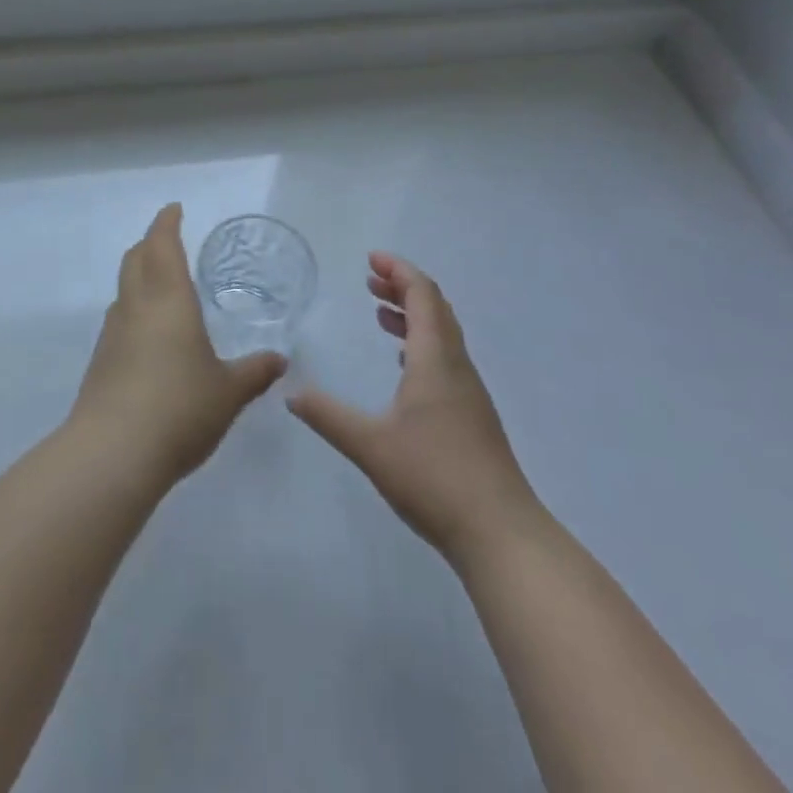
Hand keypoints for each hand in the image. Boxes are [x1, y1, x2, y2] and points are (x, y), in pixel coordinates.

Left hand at [69, 204, 286, 486]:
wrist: (113, 453)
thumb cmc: (180, 407)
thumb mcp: (229, 391)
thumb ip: (254, 372)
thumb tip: (280, 360)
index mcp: (169, 299)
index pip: (162, 244)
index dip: (167, 223)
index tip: (174, 209)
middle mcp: (136, 307)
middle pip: (136, 259)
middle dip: (150, 243)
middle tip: (168, 241)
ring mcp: (113, 334)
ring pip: (124, 290)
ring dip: (139, 277)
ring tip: (162, 287)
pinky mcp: (100, 362)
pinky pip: (119, 321)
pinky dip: (134, 311)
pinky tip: (150, 337)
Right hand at [288, 253, 543, 566]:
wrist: (501, 534)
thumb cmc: (435, 478)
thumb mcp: (370, 445)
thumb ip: (328, 416)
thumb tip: (291, 393)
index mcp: (436, 360)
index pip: (422, 295)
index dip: (399, 271)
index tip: (371, 259)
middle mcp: (456, 366)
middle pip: (435, 309)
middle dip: (403, 287)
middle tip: (370, 280)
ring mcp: (469, 392)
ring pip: (442, 334)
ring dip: (413, 315)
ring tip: (380, 314)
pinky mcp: (472, 416)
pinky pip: (445, 358)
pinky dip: (421, 344)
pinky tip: (404, 365)